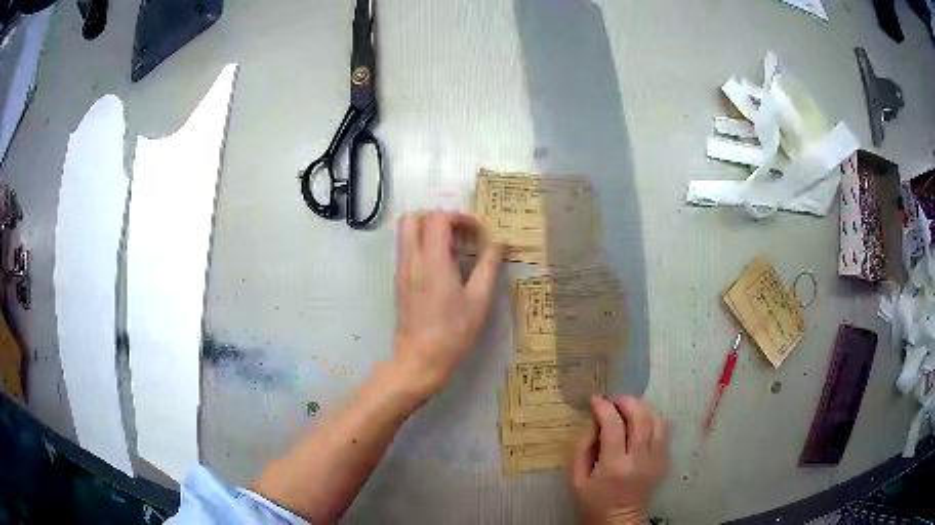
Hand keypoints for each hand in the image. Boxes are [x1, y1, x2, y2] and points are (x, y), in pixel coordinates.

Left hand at [392, 211, 502, 397]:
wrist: (419, 360)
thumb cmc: (453, 332)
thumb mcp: (479, 300)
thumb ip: (489, 266)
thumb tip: (500, 243)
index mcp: (432, 261)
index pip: (437, 218)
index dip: (459, 217)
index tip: (476, 231)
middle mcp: (411, 260)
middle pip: (413, 218)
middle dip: (438, 217)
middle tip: (460, 234)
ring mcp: (401, 270)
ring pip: (406, 233)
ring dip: (428, 230)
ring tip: (453, 249)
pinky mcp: (399, 282)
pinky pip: (406, 249)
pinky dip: (422, 245)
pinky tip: (442, 266)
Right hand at [571, 396, 670, 524]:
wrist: (620, 521)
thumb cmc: (593, 502)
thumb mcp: (576, 480)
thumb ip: (581, 448)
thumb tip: (593, 422)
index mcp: (614, 466)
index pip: (613, 426)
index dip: (604, 407)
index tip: (595, 400)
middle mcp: (640, 459)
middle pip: (640, 418)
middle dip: (626, 401)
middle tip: (613, 399)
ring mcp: (657, 459)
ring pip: (657, 420)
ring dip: (642, 407)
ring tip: (628, 406)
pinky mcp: (665, 461)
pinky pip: (665, 431)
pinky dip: (653, 419)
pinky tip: (641, 421)